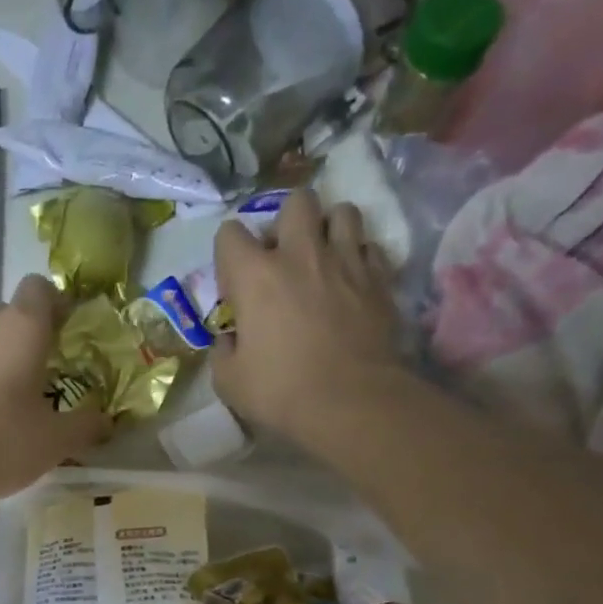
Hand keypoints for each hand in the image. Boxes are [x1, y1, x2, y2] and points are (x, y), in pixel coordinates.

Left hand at [0, 274, 110, 501]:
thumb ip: (85, 426)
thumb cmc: (1, 442)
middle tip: (32, 383)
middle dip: (21, 341)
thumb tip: (106, 421)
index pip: (40, 288)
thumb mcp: (55, 442)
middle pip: (6, 316)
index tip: (62, 335)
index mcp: (22, 326)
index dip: (54, 306)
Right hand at [211, 189, 402, 448]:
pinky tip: (352, 280)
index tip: (234, 284)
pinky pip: (370, 246)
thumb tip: (230, 339)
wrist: (350, 402)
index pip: (229, 234)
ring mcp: (345, 260)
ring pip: (342, 211)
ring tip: (324, 256)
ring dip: (329, 228)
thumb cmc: (281, 392)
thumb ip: (223, 352)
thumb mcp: (230, 382)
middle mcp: (300, 254)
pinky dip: (359, 256)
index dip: (227, 255)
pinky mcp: (379, 278)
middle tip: (284, 256)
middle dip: (287, 221)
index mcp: (255, 276)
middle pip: (296, 201)